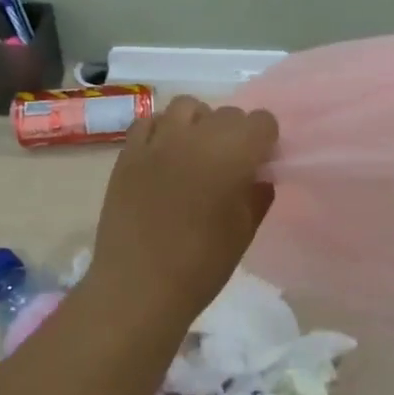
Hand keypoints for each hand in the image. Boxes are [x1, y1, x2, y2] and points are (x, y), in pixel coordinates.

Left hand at [90, 96, 278, 327]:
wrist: (138, 287)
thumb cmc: (201, 265)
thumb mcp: (243, 232)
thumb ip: (257, 194)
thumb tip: (259, 174)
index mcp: (232, 154)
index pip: (261, 121)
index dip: (265, 140)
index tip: (260, 163)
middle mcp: (196, 136)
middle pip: (226, 112)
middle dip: (235, 132)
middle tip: (230, 163)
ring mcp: (158, 140)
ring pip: (187, 107)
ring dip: (199, 122)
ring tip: (196, 151)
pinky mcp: (128, 152)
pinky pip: (149, 122)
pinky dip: (162, 130)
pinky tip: (164, 155)